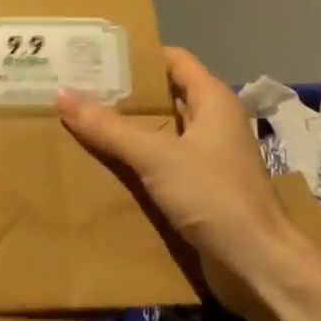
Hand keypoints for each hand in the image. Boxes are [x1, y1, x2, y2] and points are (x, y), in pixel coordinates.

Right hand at [56, 48, 312, 309]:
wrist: (258, 266)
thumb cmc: (214, 196)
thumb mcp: (156, 156)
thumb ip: (109, 127)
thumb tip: (62, 94)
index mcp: (212, 101)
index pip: (173, 60)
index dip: (138, 55)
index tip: (96, 55)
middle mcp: (212, 123)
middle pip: (164, 96)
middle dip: (124, 94)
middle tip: (78, 88)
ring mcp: (208, 158)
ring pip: (161, 133)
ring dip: (127, 130)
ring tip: (80, 122)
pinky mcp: (201, 189)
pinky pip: (162, 164)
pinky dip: (136, 161)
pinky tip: (103, 165)